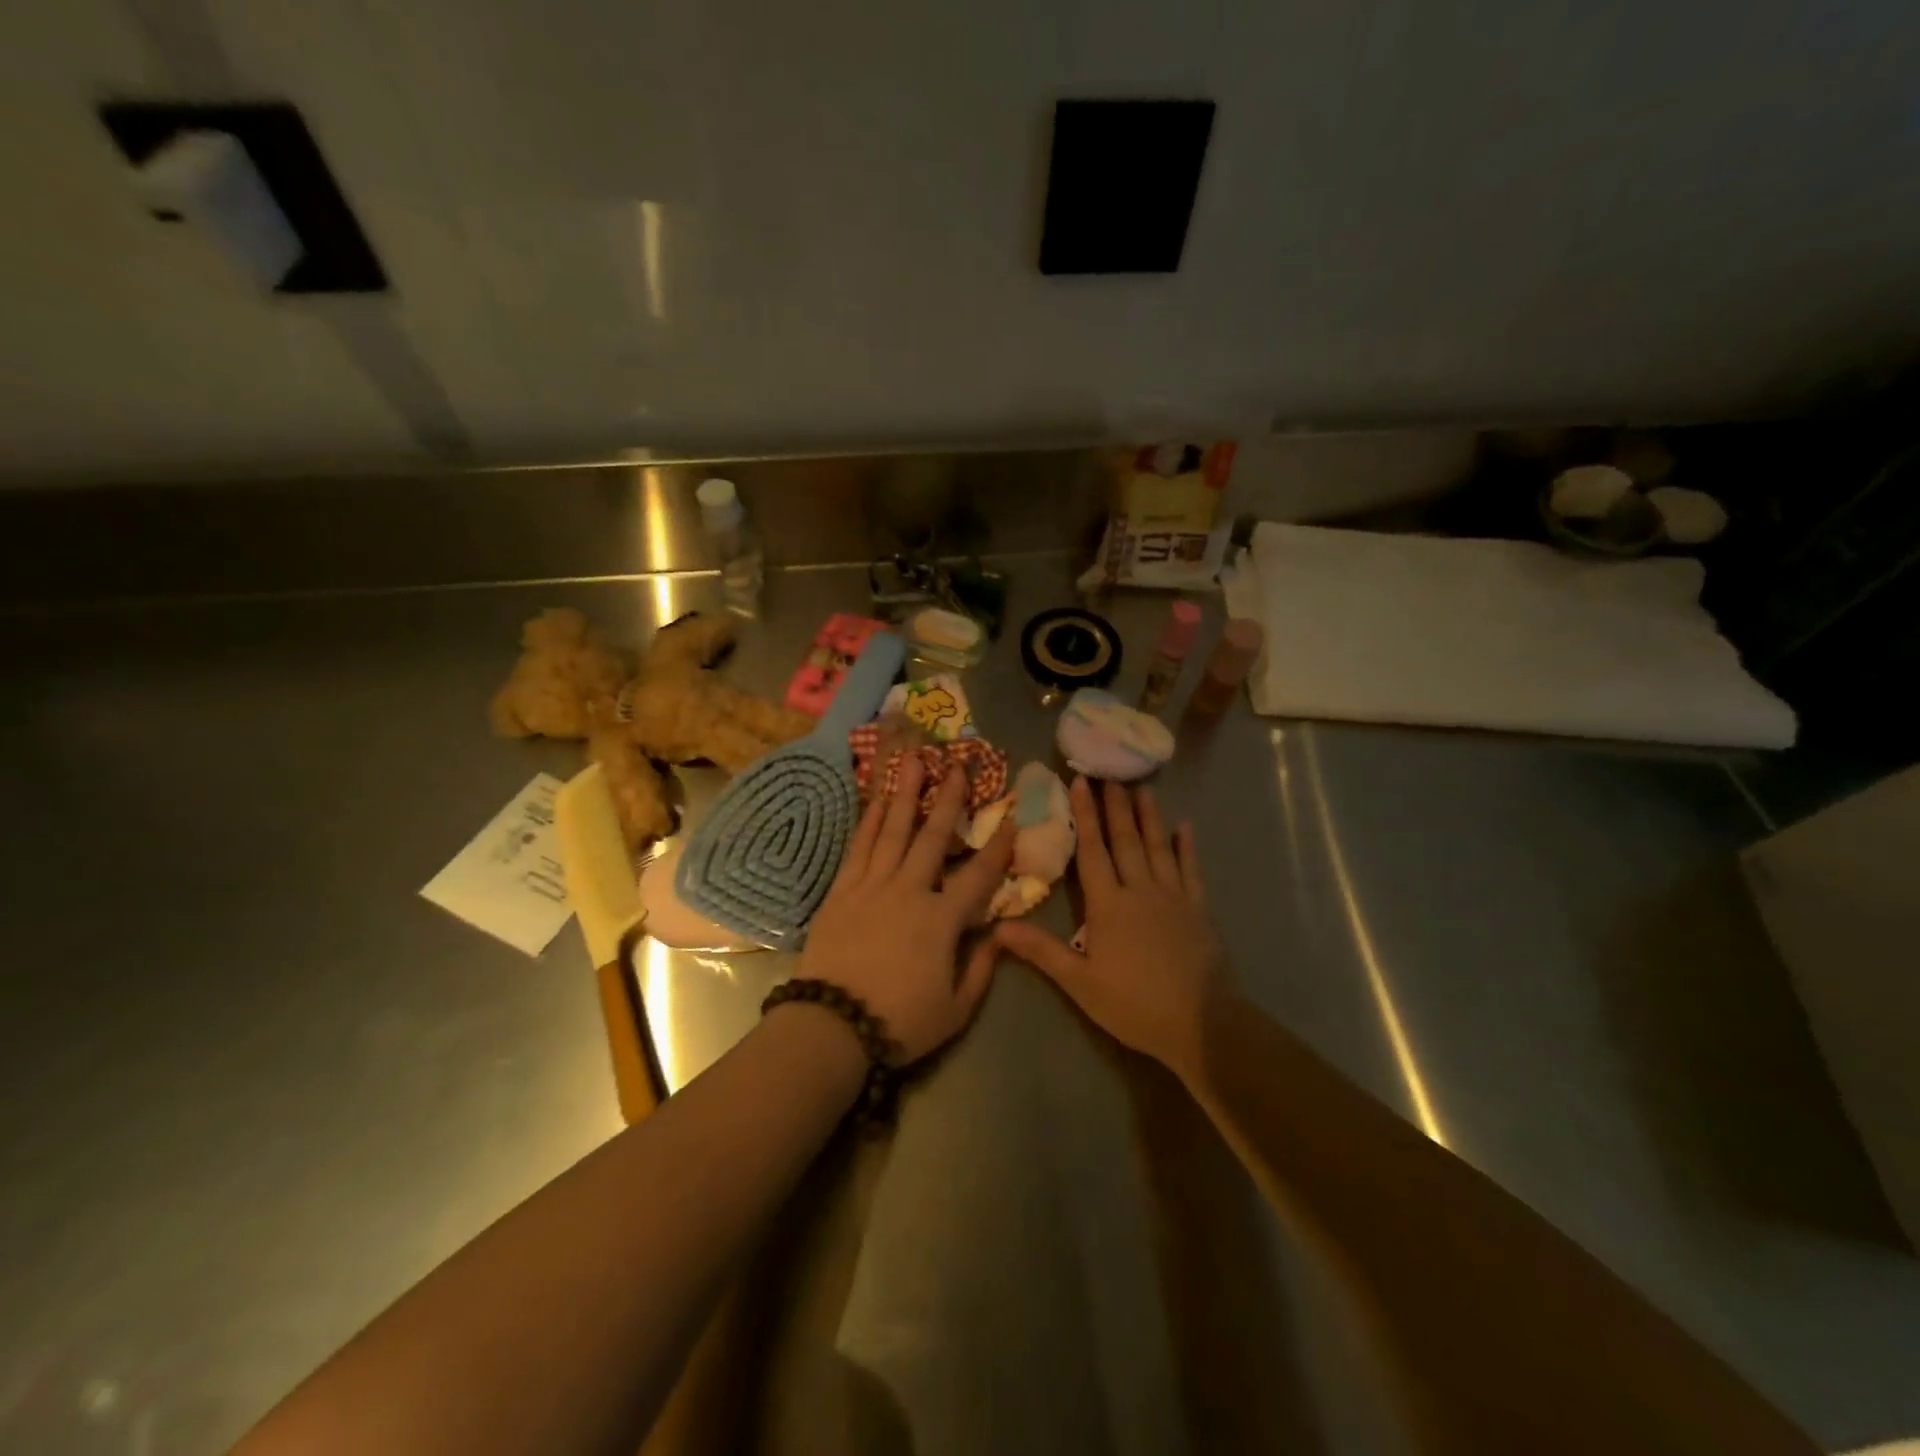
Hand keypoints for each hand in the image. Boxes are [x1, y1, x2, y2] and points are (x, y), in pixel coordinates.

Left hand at [799, 757, 1014, 1064]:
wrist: (832, 1025)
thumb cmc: (900, 1021)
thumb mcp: (956, 1009)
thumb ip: (982, 969)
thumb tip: (1000, 934)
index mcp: (942, 919)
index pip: (979, 875)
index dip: (998, 847)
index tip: (1011, 819)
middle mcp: (909, 890)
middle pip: (932, 837)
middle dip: (947, 799)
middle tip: (956, 766)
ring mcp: (872, 886)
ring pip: (893, 831)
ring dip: (905, 794)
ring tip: (913, 762)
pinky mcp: (842, 890)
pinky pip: (860, 847)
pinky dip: (870, 821)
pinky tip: (878, 800)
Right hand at [996, 778, 1228, 1080]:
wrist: (1203, 1024)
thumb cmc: (1135, 1005)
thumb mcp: (1080, 983)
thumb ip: (1041, 951)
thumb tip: (998, 927)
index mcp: (1109, 905)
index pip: (1092, 851)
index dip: (1085, 815)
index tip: (1080, 782)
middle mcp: (1140, 890)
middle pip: (1125, 840)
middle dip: (1115, 806)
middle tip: (1110, 774)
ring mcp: (1174, 897)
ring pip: (1158, 847)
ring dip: (1149, 817)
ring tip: (1143, 788)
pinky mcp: (1199, 910)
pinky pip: (1192, 871)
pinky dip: (1187, 847)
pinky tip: (1186, 827)